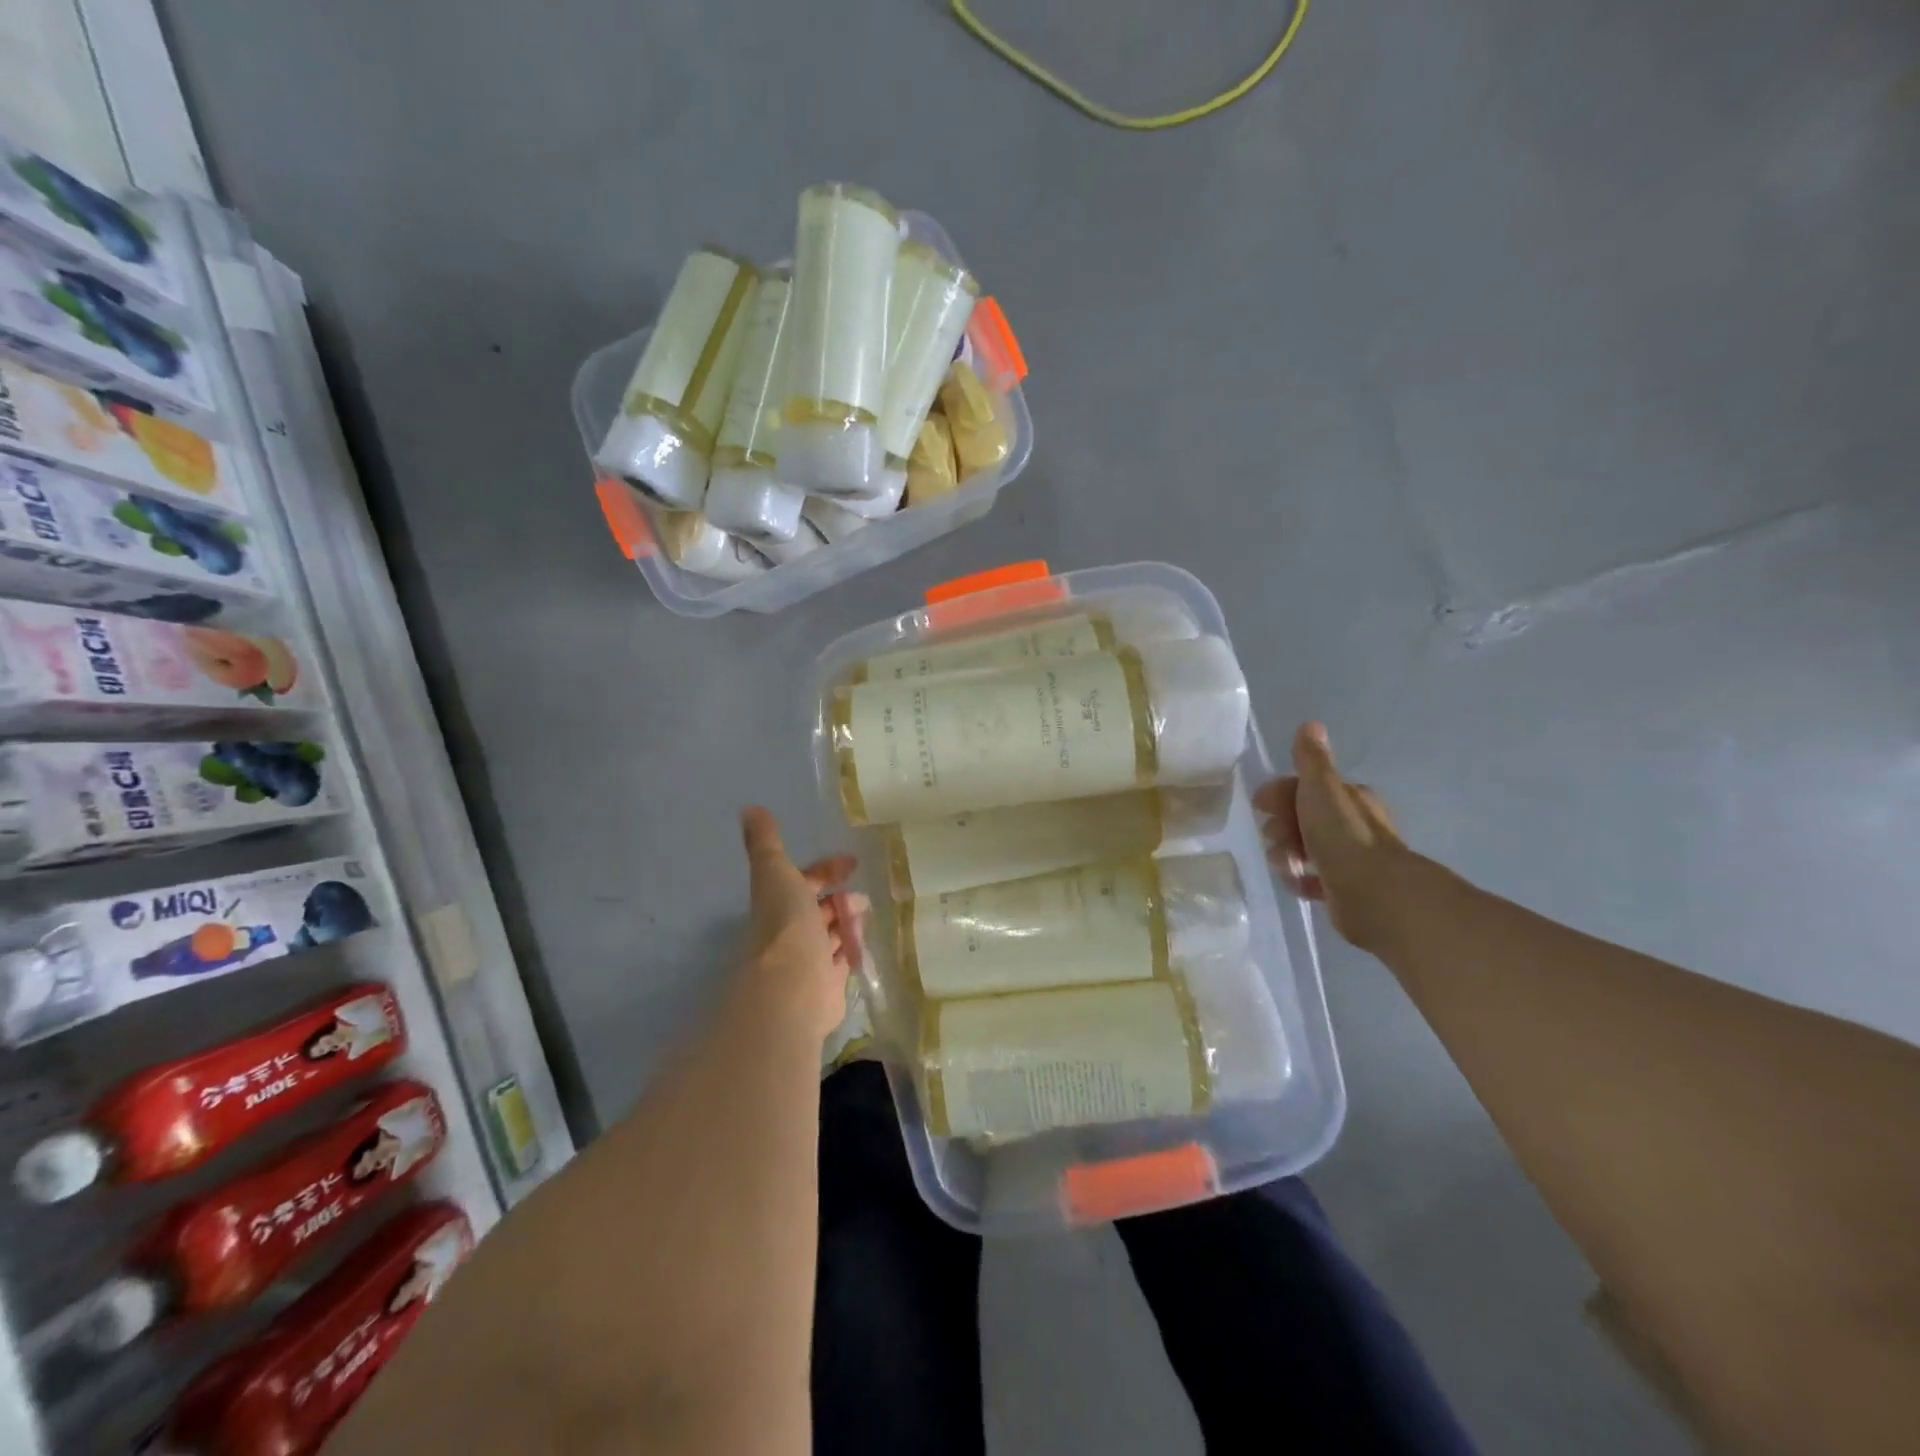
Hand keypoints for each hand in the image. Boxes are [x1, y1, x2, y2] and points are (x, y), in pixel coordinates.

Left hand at [739, 806, 868, 1039]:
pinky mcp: (827, 986)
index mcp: (779, 904)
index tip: (852, 863)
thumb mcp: (775, 872)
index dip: (825, 870)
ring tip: (867, 916)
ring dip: (847, 923)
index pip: (803, 881)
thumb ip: (766, 843)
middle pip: (818, 910)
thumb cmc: (786, 924)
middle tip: (863, 897)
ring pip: (831, 935)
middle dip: (840, 899)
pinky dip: (852, 950)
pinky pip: (842, 962)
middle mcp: (791, 932)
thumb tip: (748, 808)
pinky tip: (864, 945)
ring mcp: (809, 960)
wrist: (792, 986)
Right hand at [1254, 723, 1407, 950]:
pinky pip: (1314, 879)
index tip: (1260, 806)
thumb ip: (1312, 760)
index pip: (1305, 788)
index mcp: (1349, 798)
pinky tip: (1297, 883)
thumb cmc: (1342, 836)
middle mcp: (1353, 825)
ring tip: (1286, 865)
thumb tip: (1311, 724)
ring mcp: (1351, 858)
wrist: (1373, 893)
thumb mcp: (1321, 789)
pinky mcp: (1345, 889)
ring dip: (1287, 854)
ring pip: (1306, 849)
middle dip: (1281, 827)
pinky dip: (1301, 880)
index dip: (1279, 794)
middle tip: (1275, 839)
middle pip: (1303, 819)